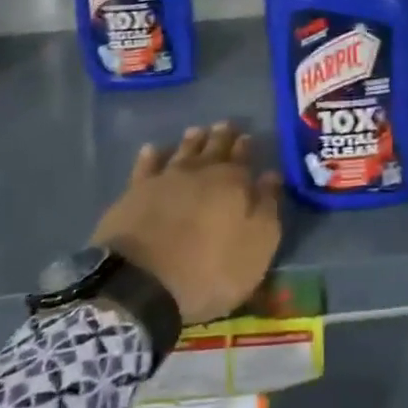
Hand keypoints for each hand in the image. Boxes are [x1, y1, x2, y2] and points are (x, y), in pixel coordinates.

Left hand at [92, 122, 283, 324]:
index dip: (245, 147)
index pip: (242, 158)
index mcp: (233, 183)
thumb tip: (272, 175)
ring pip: (182, 151)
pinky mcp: (135, 193)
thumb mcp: (257, 246)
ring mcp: (165, 180)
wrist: (143, 283)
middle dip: (221, 136)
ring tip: (197, 130)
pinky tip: (152, 149)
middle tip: (225, 124)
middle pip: (213, 148)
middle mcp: (200, 172)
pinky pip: (145, 167)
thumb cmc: (210, 270)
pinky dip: (151, 156)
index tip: (247, 137)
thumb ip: (267, 207)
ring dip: (191, 141)